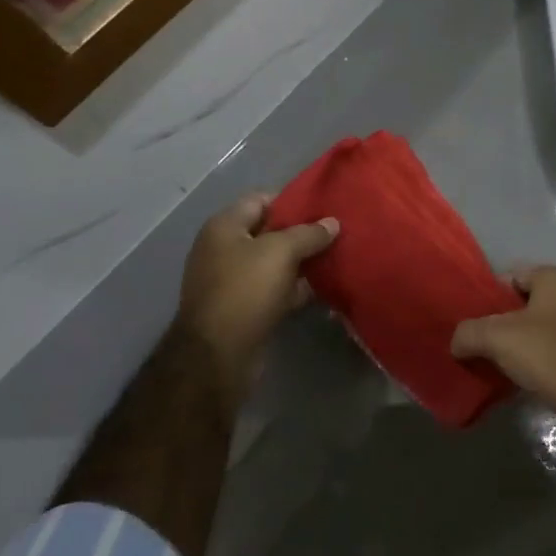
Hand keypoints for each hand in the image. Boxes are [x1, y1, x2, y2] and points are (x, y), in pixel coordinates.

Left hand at [177, 194, 338, 388]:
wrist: (218, 356)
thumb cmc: (245, 290)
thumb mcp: (281, 252)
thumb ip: (309, 233)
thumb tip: (333, 222)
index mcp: (224, 227)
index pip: (262, 199)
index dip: (293, 200)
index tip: (324, 205)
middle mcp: (224, 250)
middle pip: (269, 232)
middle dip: (302, 233)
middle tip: (337, 232)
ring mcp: (232, 281)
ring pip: (275, 263)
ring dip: (302, 262)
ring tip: (337, 257)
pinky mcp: (244, 309)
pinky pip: (275, 289)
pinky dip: (296, 288)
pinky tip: (324, 288)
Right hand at [451, 266, 555, 429]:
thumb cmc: (551, 355)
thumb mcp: (498, 339)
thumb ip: (469, 333)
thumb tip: (456, 342)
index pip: (514, 276)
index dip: (490, 297)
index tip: (472, 322)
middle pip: (530, 303)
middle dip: (507, 323)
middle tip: (484, 345)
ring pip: (547, 328)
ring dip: (526, 344)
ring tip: (502, 366)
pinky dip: (545, 360)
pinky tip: (530, 380)